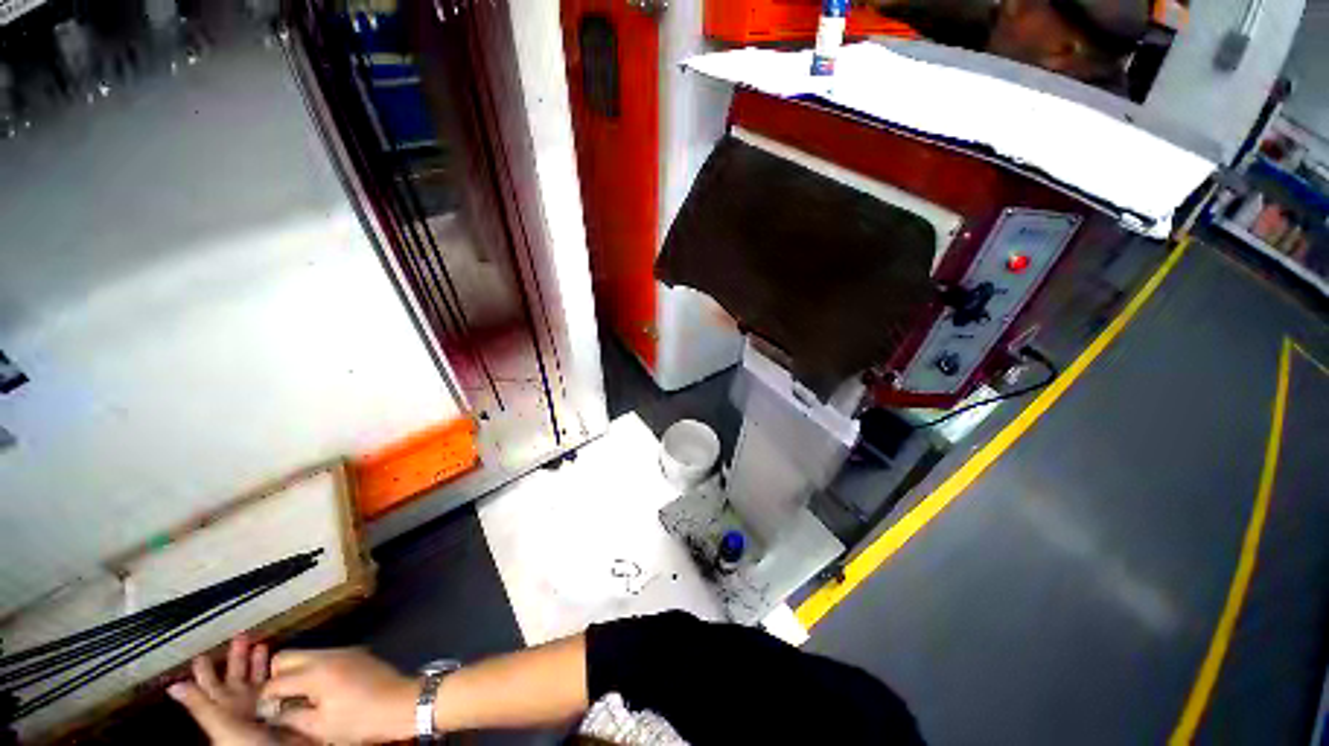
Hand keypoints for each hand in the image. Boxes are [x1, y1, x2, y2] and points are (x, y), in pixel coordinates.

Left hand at [170, 635, 306, 745]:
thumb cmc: (245, 741)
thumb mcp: (221, 726)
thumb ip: (201, 705)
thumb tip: (172, 685)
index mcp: (224, 708)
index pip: (211, 684)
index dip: (206, 669)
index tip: (203, 653)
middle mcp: (243, 704)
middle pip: (238, 676)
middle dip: (239, 655)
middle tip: (240, 635)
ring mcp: (266, 705)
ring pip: (261, 678)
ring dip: (262, 660)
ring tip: (264, 643)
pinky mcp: (288, 704)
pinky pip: (286, 683)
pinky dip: (288, 669)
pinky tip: (291, 660)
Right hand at [262, 648, 418, 744]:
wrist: (403, 702)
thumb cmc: (362, 720)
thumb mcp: (321, 727)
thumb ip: (291, 718)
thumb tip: (272, 714)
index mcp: (317, 673)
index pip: (276, 680)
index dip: (265, 698)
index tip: (264, 711)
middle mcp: (328, 654)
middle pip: (287, 657)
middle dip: (277, 678)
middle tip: (280, 702)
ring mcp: (344, 650)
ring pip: (305, 655)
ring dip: (296, 673)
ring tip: (299, 698)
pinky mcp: (355, 653)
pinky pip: (324, 657)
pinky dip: (314, 671)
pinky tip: (319, 691)